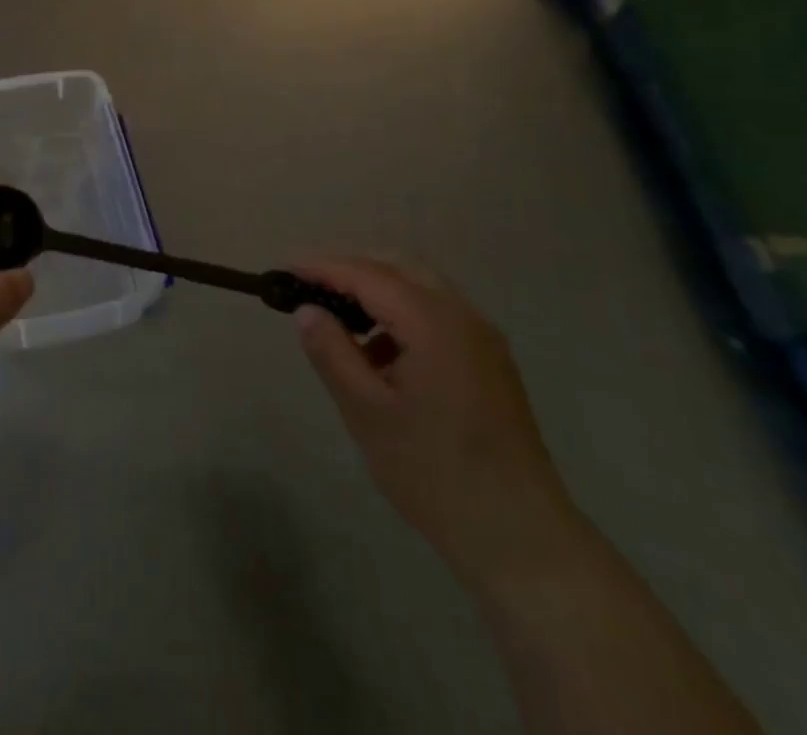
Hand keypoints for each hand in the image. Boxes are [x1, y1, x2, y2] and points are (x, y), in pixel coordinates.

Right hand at [292, 257, 580, 589]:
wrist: (522, 539)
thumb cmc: (435, 473)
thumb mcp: (367, 413)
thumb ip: (332, 353)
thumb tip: (307, 311)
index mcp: (434, 323)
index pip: (367, 275)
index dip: (322, 267)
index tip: (284, 268)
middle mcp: (463, 316)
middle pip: (398, 267)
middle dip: (350, 268)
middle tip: (307, 283)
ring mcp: (483, 338)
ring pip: (420, 287)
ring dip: (377, 289)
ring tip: (338, 317)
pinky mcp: (490, 362)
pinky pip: (438, 313)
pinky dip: (402, 313)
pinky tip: (380, 352)